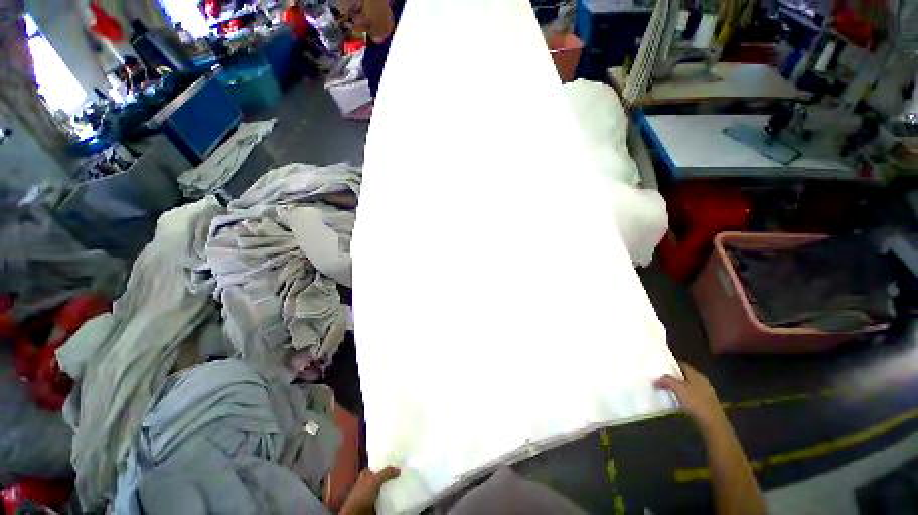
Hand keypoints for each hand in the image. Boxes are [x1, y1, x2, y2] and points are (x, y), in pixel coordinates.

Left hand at [340, 466, 400, 514]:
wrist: (356, 513)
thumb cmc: (362, 494)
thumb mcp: (374, 480)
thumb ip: (386, 472)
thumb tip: (399, 469)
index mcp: (366, 473)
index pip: (378, 465)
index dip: (386, 463)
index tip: (397, 462)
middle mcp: (368, 481)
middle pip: (382, 475)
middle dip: (390, 474)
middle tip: (402, 471)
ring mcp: (371, 492)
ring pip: (383, 486)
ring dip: (391, 485)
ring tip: (402, 481)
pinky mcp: (374, 501)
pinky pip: (384, 495)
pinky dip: (389, 494)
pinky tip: (396, 492)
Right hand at [654, 363, 725, 430]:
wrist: (712, 422)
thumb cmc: (696, 402)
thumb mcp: (678, 389)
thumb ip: (667, 381)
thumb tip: (656, 380)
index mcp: (696, 375)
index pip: (682, 365)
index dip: (671, 364)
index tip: (661, 366)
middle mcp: (701, 381)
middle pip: (685, 375)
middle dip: (674, 377)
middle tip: (661, 378)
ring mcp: (705, 392)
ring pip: (688, 386)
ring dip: (678, 387)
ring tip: (667, 390)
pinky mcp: (705, 403)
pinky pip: (691, 395)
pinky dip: (684, 396)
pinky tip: (677, 401)